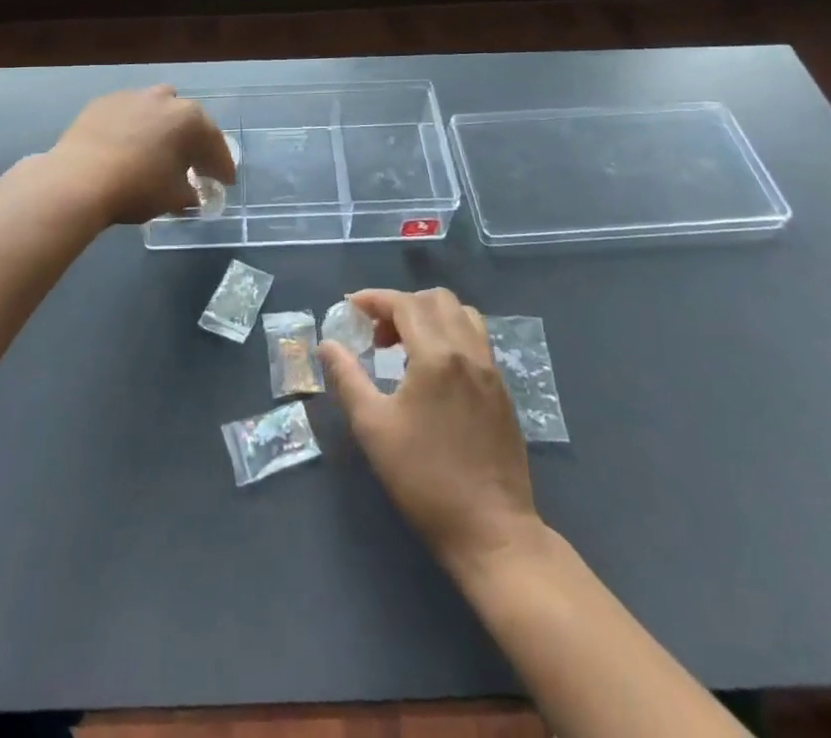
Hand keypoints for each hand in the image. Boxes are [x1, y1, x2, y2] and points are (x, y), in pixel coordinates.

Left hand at [49, 86, 235, 226]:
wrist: (78, 179)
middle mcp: (164, 99)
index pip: (215, 144)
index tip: (225, 182)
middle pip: (187, 121)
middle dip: (193, 143)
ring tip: (157, 151)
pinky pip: (128, 114)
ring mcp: (131, 96)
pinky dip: (133, 128)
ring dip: (162, 128)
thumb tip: (191, 195)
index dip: (222, 166)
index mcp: (189, 119)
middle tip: (194, 167)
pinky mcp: (103, 102)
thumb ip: (189, 194)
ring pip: (156, 110)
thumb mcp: (173, 198)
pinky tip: (126, 148)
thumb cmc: (137, 187)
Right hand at [319, 288, 540, 577]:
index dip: (375, 299)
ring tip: (406, 348)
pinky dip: (450, 336)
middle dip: (402, 305)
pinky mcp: (502, 391)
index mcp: (437, 356)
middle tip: (377, 335)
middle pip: (437, 300)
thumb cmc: (424, 479)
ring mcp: (491, 371)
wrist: (491, 531)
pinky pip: (476, 340)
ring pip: (462, 315)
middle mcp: (469, 352)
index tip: (350, 307)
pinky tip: (433, 372)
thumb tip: (327, 345)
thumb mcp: (373, 428)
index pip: (405, 304)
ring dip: (430, 317)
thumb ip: (347, 378)